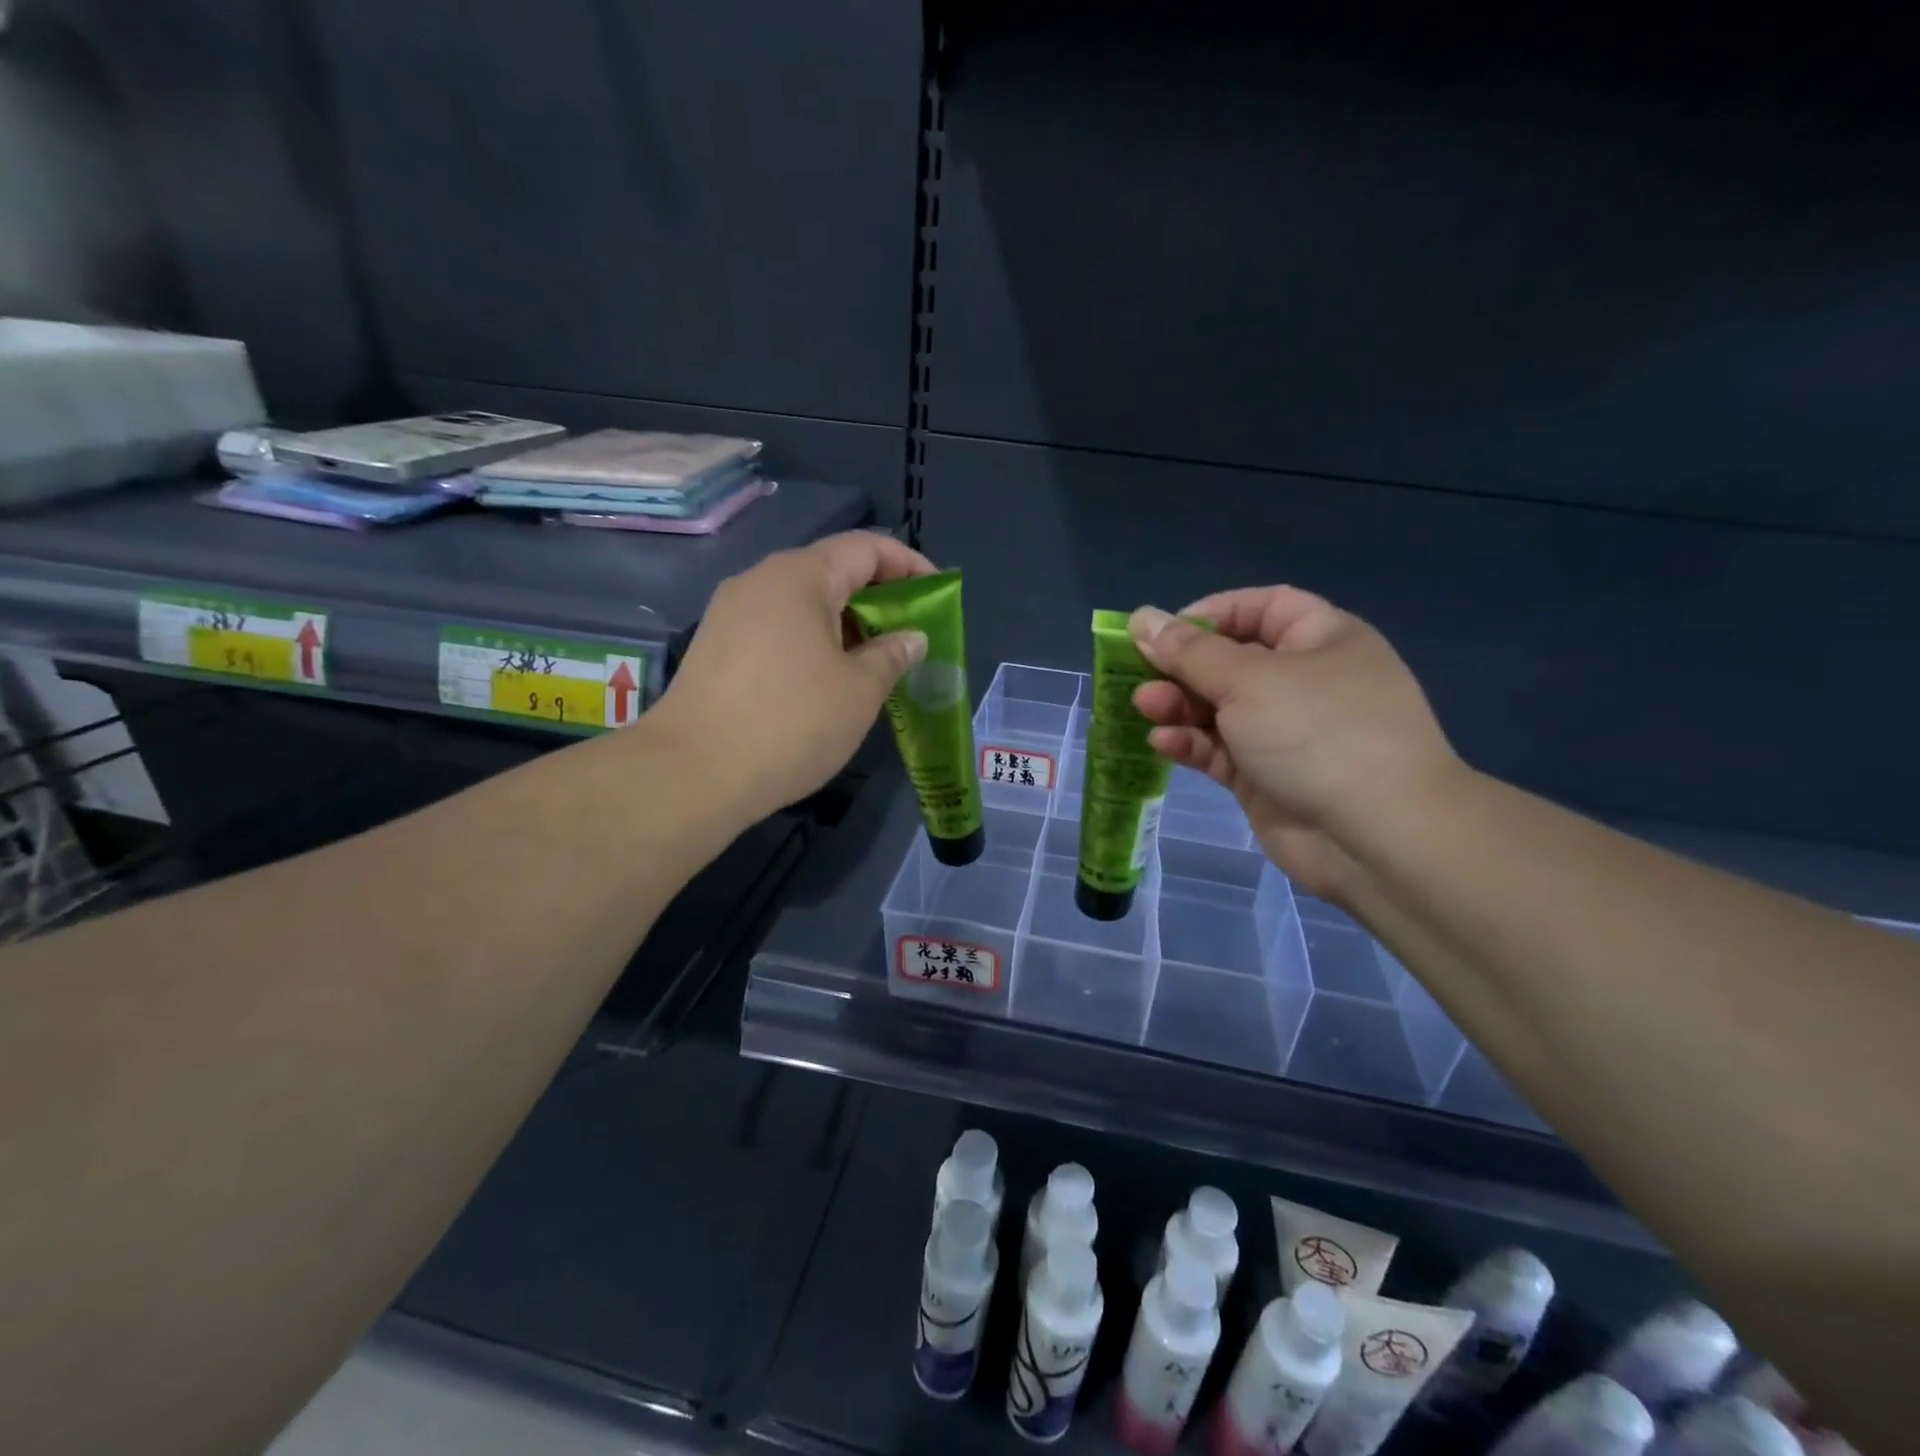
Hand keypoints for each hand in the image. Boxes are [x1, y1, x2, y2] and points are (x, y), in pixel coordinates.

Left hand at [645, 531, 934, 824]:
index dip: (909, 564)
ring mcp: (731, 614)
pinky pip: (778, 628)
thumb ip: (893, 654)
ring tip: (875, 663)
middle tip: (910, 636)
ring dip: (846, 625)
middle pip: (832, 572)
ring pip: (803, 603)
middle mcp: (760, 581)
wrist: (692, 774)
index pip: (865, 548)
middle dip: (878, 599)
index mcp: (799, 577)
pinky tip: (828, 680)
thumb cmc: (791, 723)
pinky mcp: (716, 647)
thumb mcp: (860, 690)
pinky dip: (813, 642)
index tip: (938, 594)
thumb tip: (911, 637)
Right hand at [1127, 589, 1459, 901]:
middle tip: (1140, 676)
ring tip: (1145, 708)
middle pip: (1230, 660)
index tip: (1163, 631)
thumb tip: (1142, 617)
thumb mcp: (1248, 679)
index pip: (1261, 608)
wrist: (1376, 837)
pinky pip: (1220, 750)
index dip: (1210, 614)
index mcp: (1321, 639)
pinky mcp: (1265, 777)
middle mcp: (1304, 681)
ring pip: (1219, 708)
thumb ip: (1188, 651)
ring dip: (1179, 706)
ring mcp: (1285, 733)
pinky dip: (1192, 743)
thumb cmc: (1318, 733)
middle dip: (1182, 667)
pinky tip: (1164, 743)